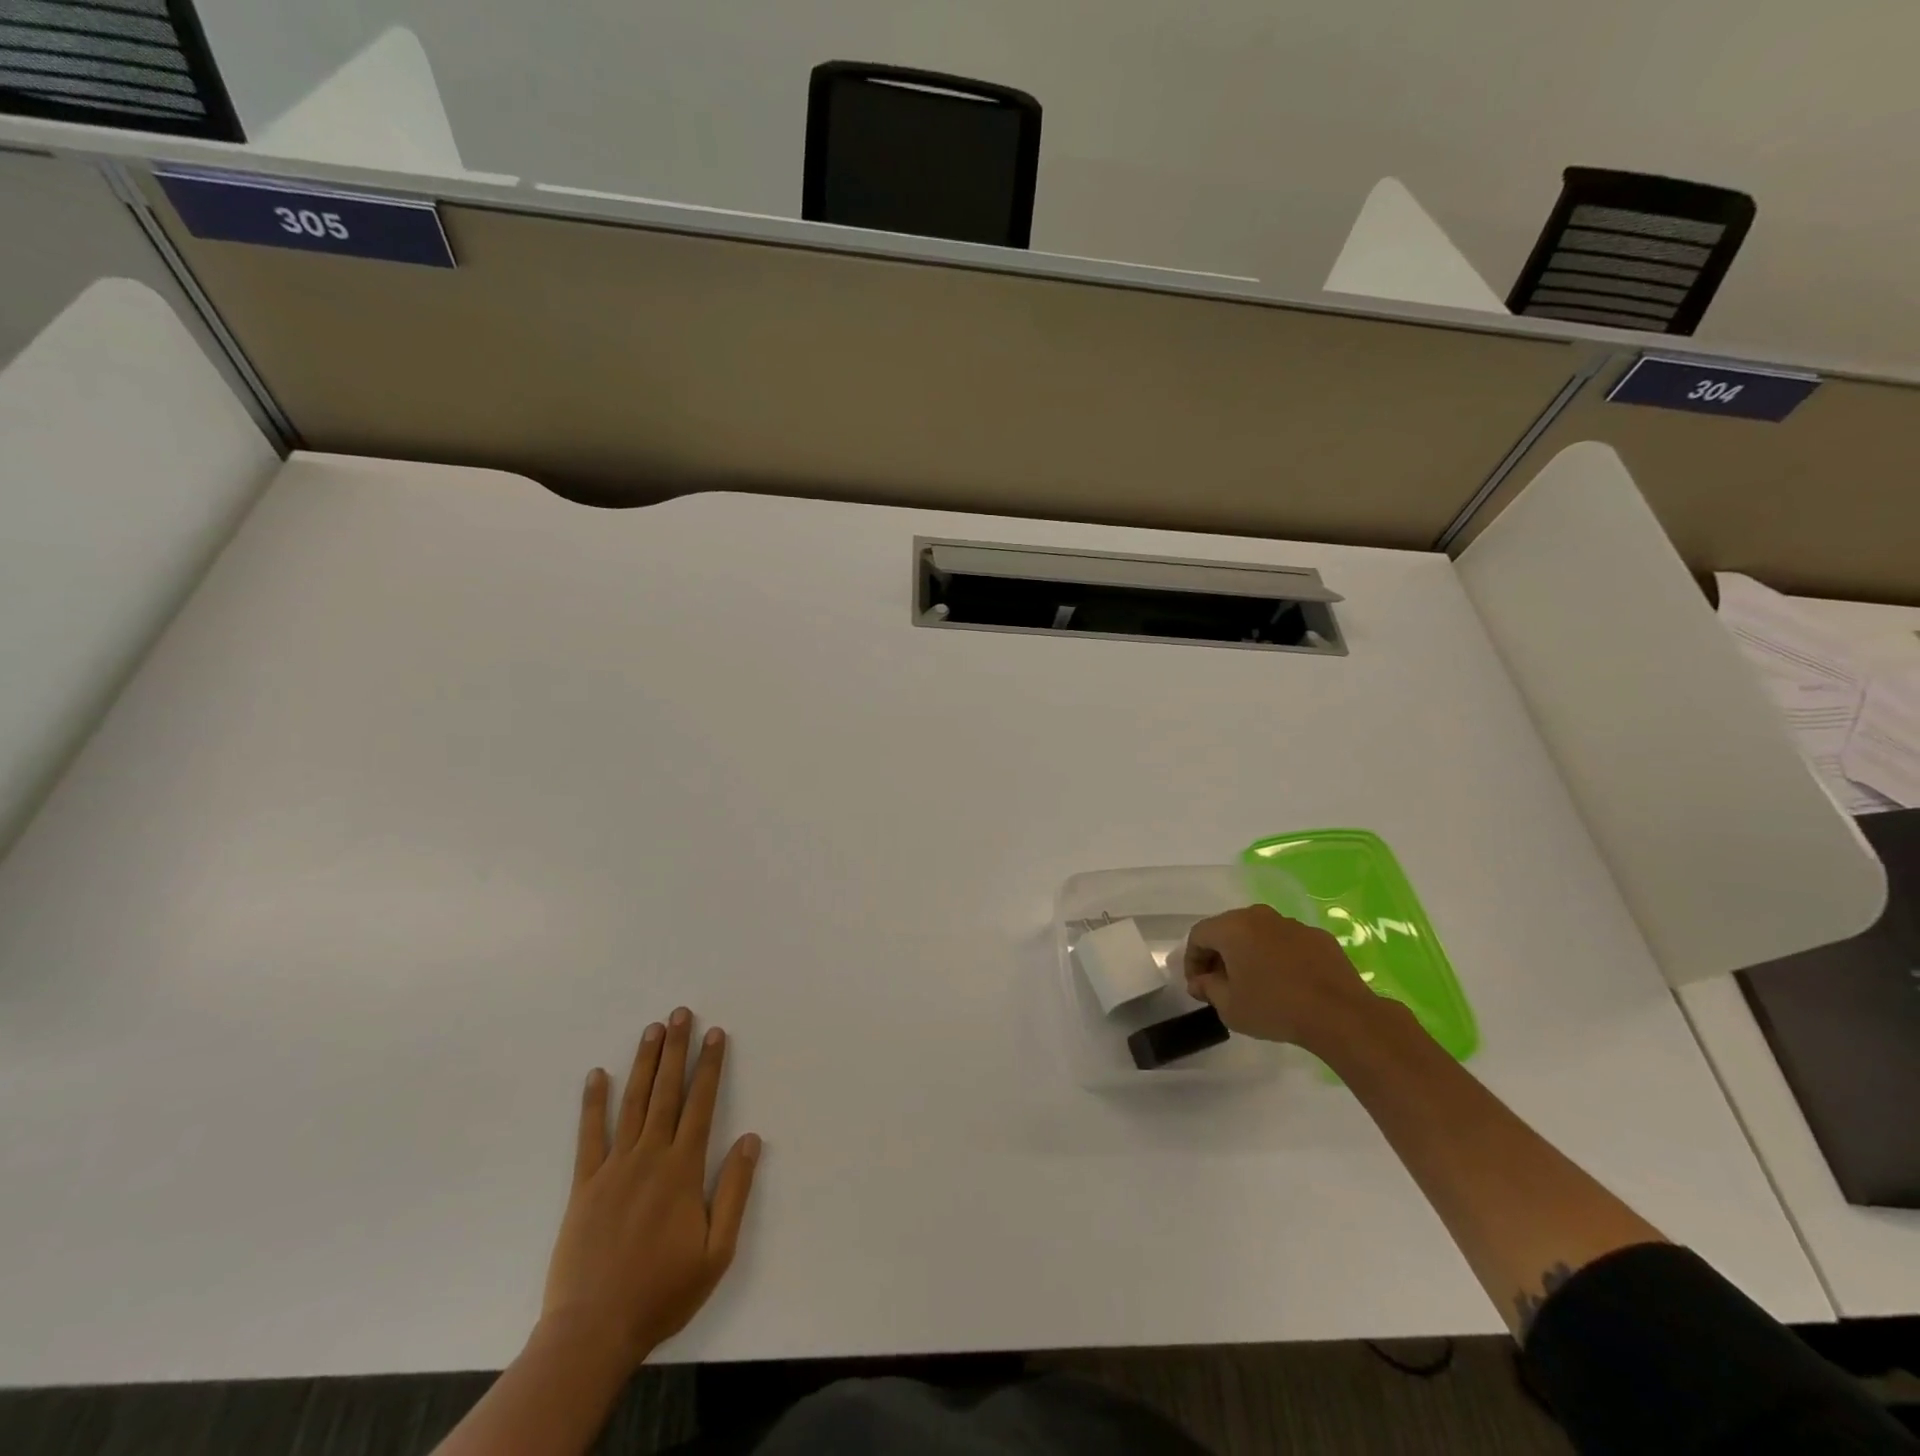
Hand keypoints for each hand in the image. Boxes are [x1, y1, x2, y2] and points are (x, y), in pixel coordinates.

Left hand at [540, 1009, 760, 1371]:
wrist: (593, 1331)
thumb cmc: (662, 1291)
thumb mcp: (717, 1250)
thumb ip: (734, 1190)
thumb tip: (751, 1139)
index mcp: (683, 1169)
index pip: (701, 1103)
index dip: (710, 1065)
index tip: (715, 1033)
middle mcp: (650, 1156)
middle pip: (666, 1092)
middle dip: (675, 1049)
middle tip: (679, 1013)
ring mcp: (614, 1168)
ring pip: (633, 1103)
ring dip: (643, 1063)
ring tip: (651, 1030)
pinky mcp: (585, 1185)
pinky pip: (589, 1136)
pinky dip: (593, 1103)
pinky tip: (596, 1075)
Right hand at [1183, 904, 1382, 1055]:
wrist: (1340, 1015)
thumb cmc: (1274, 1008)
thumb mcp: (1230, 1007)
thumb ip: (1208, 989)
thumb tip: (1200, 981)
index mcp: (1232, 928)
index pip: (1198, 935)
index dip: (1191, 960)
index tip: (1197, 986)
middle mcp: (1259, 916)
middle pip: (1228, 930)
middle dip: (1219, 955)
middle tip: (1220, 984)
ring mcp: (1291, 924)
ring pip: (1258, 934)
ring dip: (1249, 954)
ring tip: (1255, 984)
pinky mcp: (1318, 937)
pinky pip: (1286, 943)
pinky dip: (1278, 957)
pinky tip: (1287, 983)